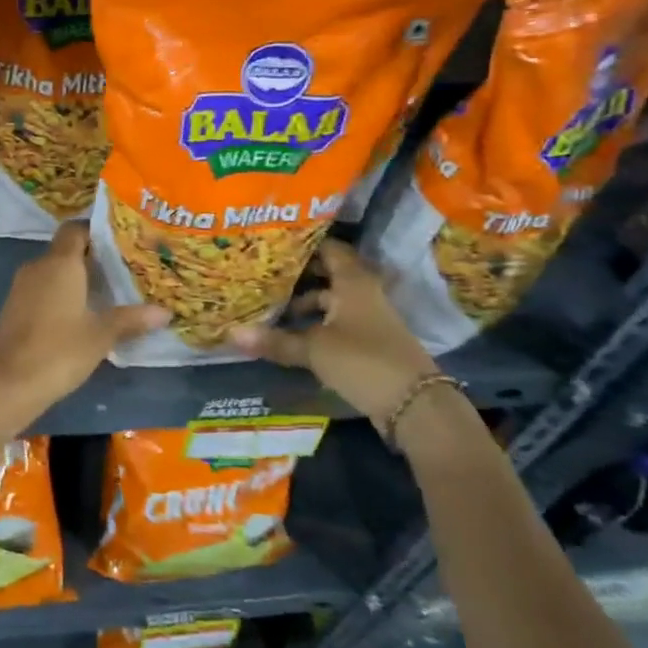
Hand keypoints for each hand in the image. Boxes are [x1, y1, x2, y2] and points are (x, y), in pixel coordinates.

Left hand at [0, 223, 167, 416]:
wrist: (8, 384)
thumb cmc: (59, 351)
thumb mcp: (101, 335)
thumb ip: (131, 319)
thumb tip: (165, 312)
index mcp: (60, 263)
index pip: (76, 229)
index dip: (96, 231)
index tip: (121, 241)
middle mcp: (38, 266)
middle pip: (65, 250)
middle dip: (92, 257)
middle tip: (123, 268)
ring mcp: (21, 287)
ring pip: (53, 271)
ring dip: (75, 278)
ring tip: (107, 291)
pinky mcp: (13, 308)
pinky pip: (41, 289)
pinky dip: (60, 294)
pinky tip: (80, 314)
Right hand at [230, 241, 438, 433]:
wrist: (416, 405)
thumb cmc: (363, 360)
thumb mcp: (314, 349)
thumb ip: (275, 341)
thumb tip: (231, 334)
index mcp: (353, 282)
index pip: (329, 249)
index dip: (304, 244)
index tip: (275, 242)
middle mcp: (363, 293)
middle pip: (328, 275)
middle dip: (298, 275)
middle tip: (263, 272)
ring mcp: (369, 318)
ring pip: (331, 301)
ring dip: (305, 304)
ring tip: (271, 307)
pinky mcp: (370, 343)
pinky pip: (337, 323)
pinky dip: (316, 324)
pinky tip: (293, 335)